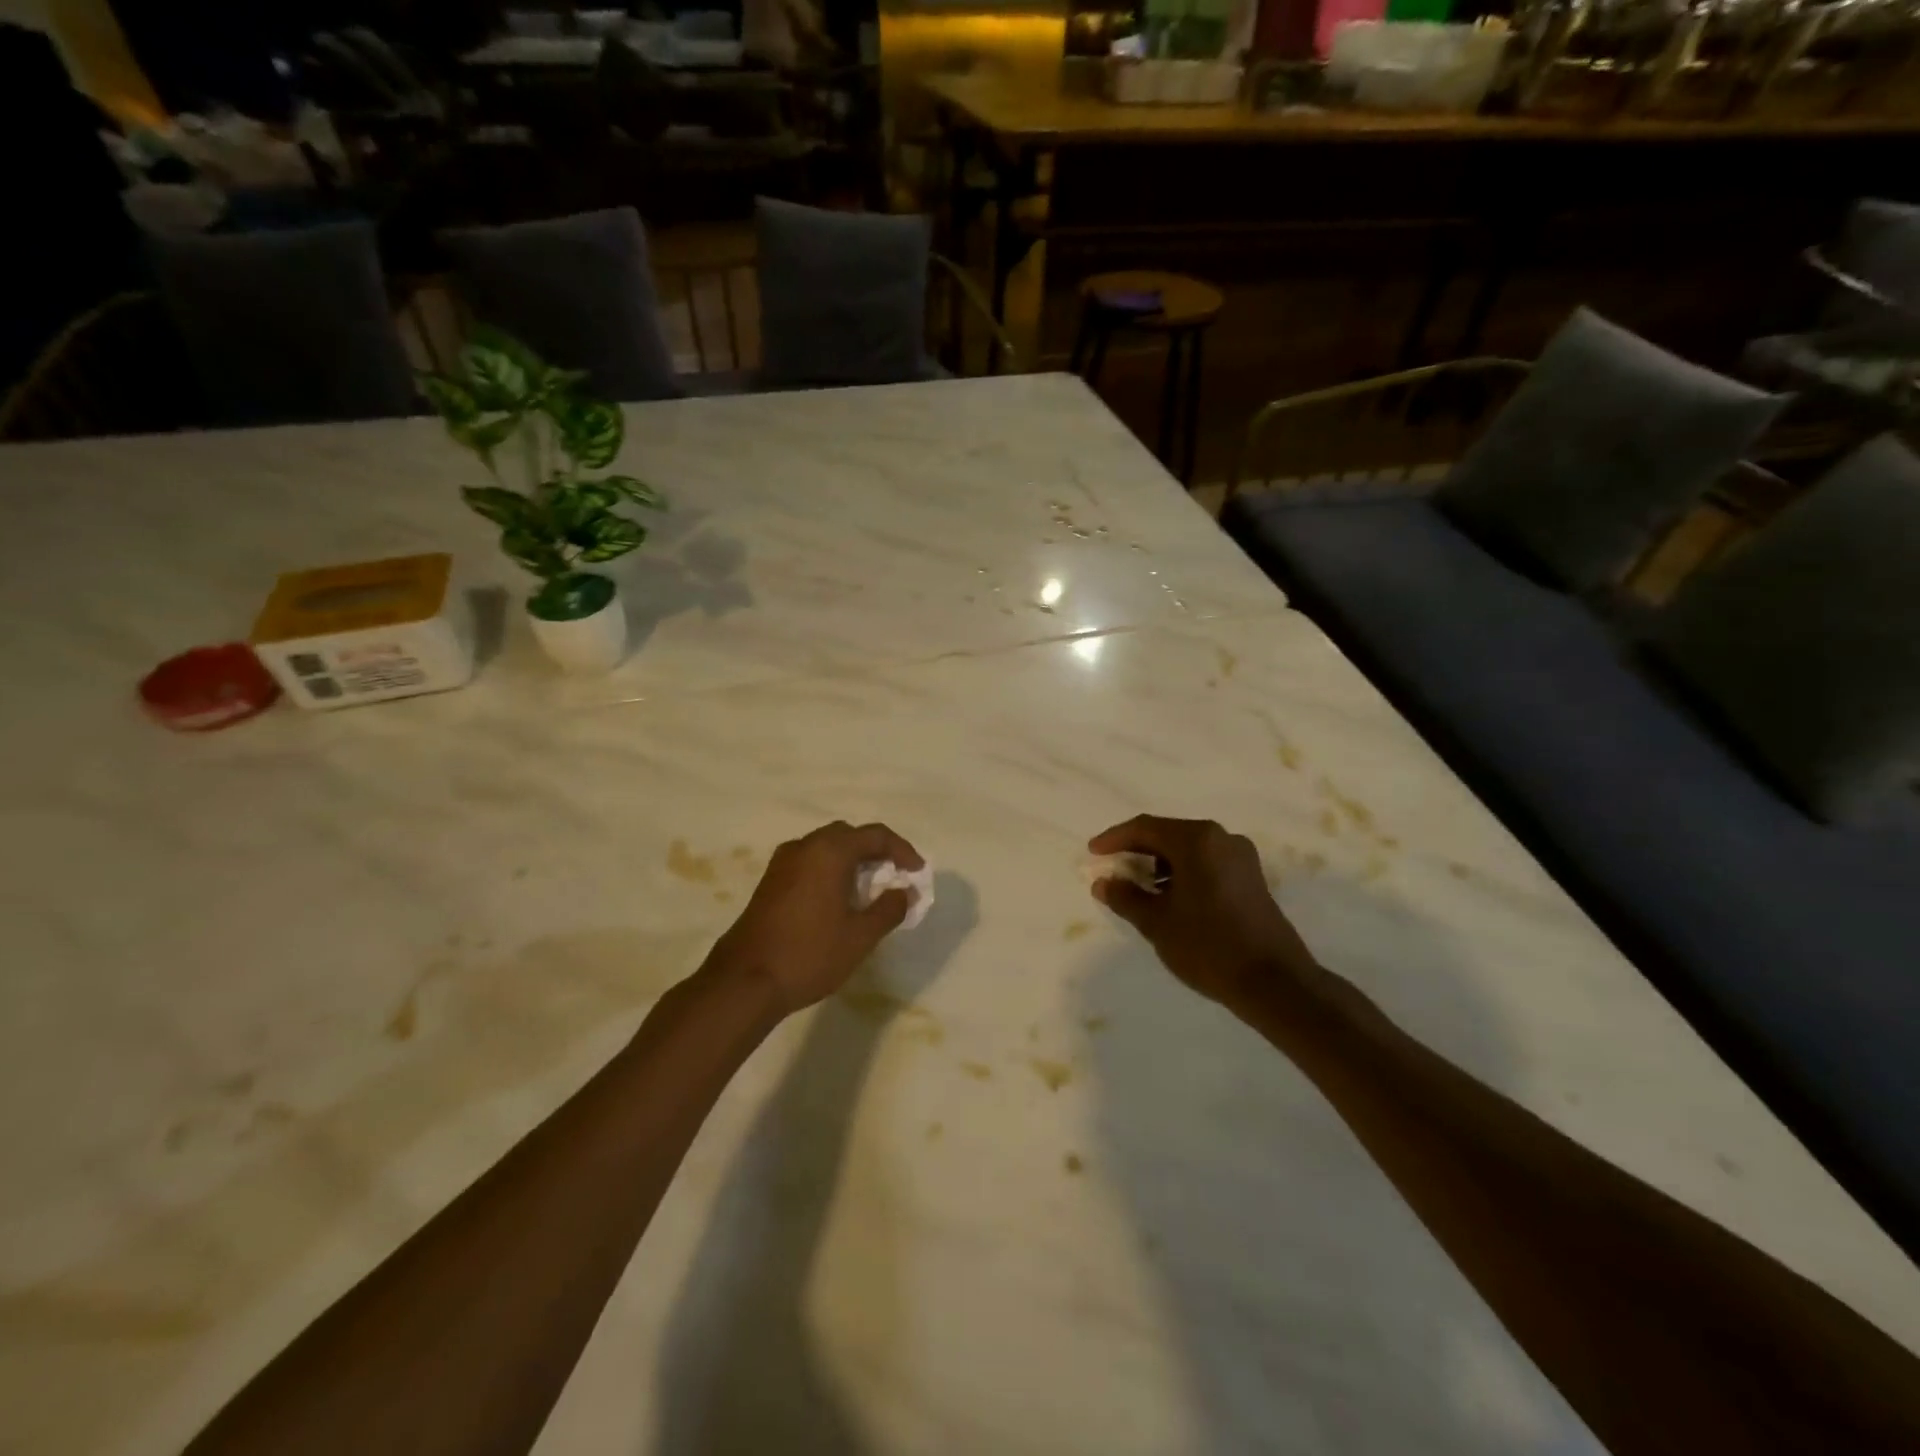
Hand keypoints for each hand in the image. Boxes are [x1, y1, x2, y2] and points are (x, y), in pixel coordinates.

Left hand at [709, 821, 923, 1013]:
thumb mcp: (860, 936)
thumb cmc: (809, 954)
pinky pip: (810, 863)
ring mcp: (782, 863)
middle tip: (895, 877)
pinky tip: (839, 900)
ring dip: (852, 861)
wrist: (744, 981)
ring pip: (826, 848)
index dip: (902, 851)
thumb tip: (904, 893)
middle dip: (876, 852)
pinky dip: (831, 871)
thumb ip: (888, 909)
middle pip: (849, 835)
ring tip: (870, 890)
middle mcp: (804, 846)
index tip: (917, 873)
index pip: (875, 835)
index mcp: (829, 851)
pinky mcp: (770, 882)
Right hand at [1088, 815, 1320, 1008]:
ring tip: (1137, 888)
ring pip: (1188, 850)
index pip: (1145, 828)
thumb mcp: (1157, 923)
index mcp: (1197, 840)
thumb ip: (1126, 897)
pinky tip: (1169, 898)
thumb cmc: (1208, 946)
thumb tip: (1103, 882)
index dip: (1114, 839)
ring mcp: (1241, 858)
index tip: (1093, 853)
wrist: (1274, 982)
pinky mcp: (1251, 878)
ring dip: (1159, 863)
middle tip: (1111, 869)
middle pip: (1168, 834)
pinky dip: (1182, 873)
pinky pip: (1206, 863)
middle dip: (1136, 851)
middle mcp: (1221, 839)